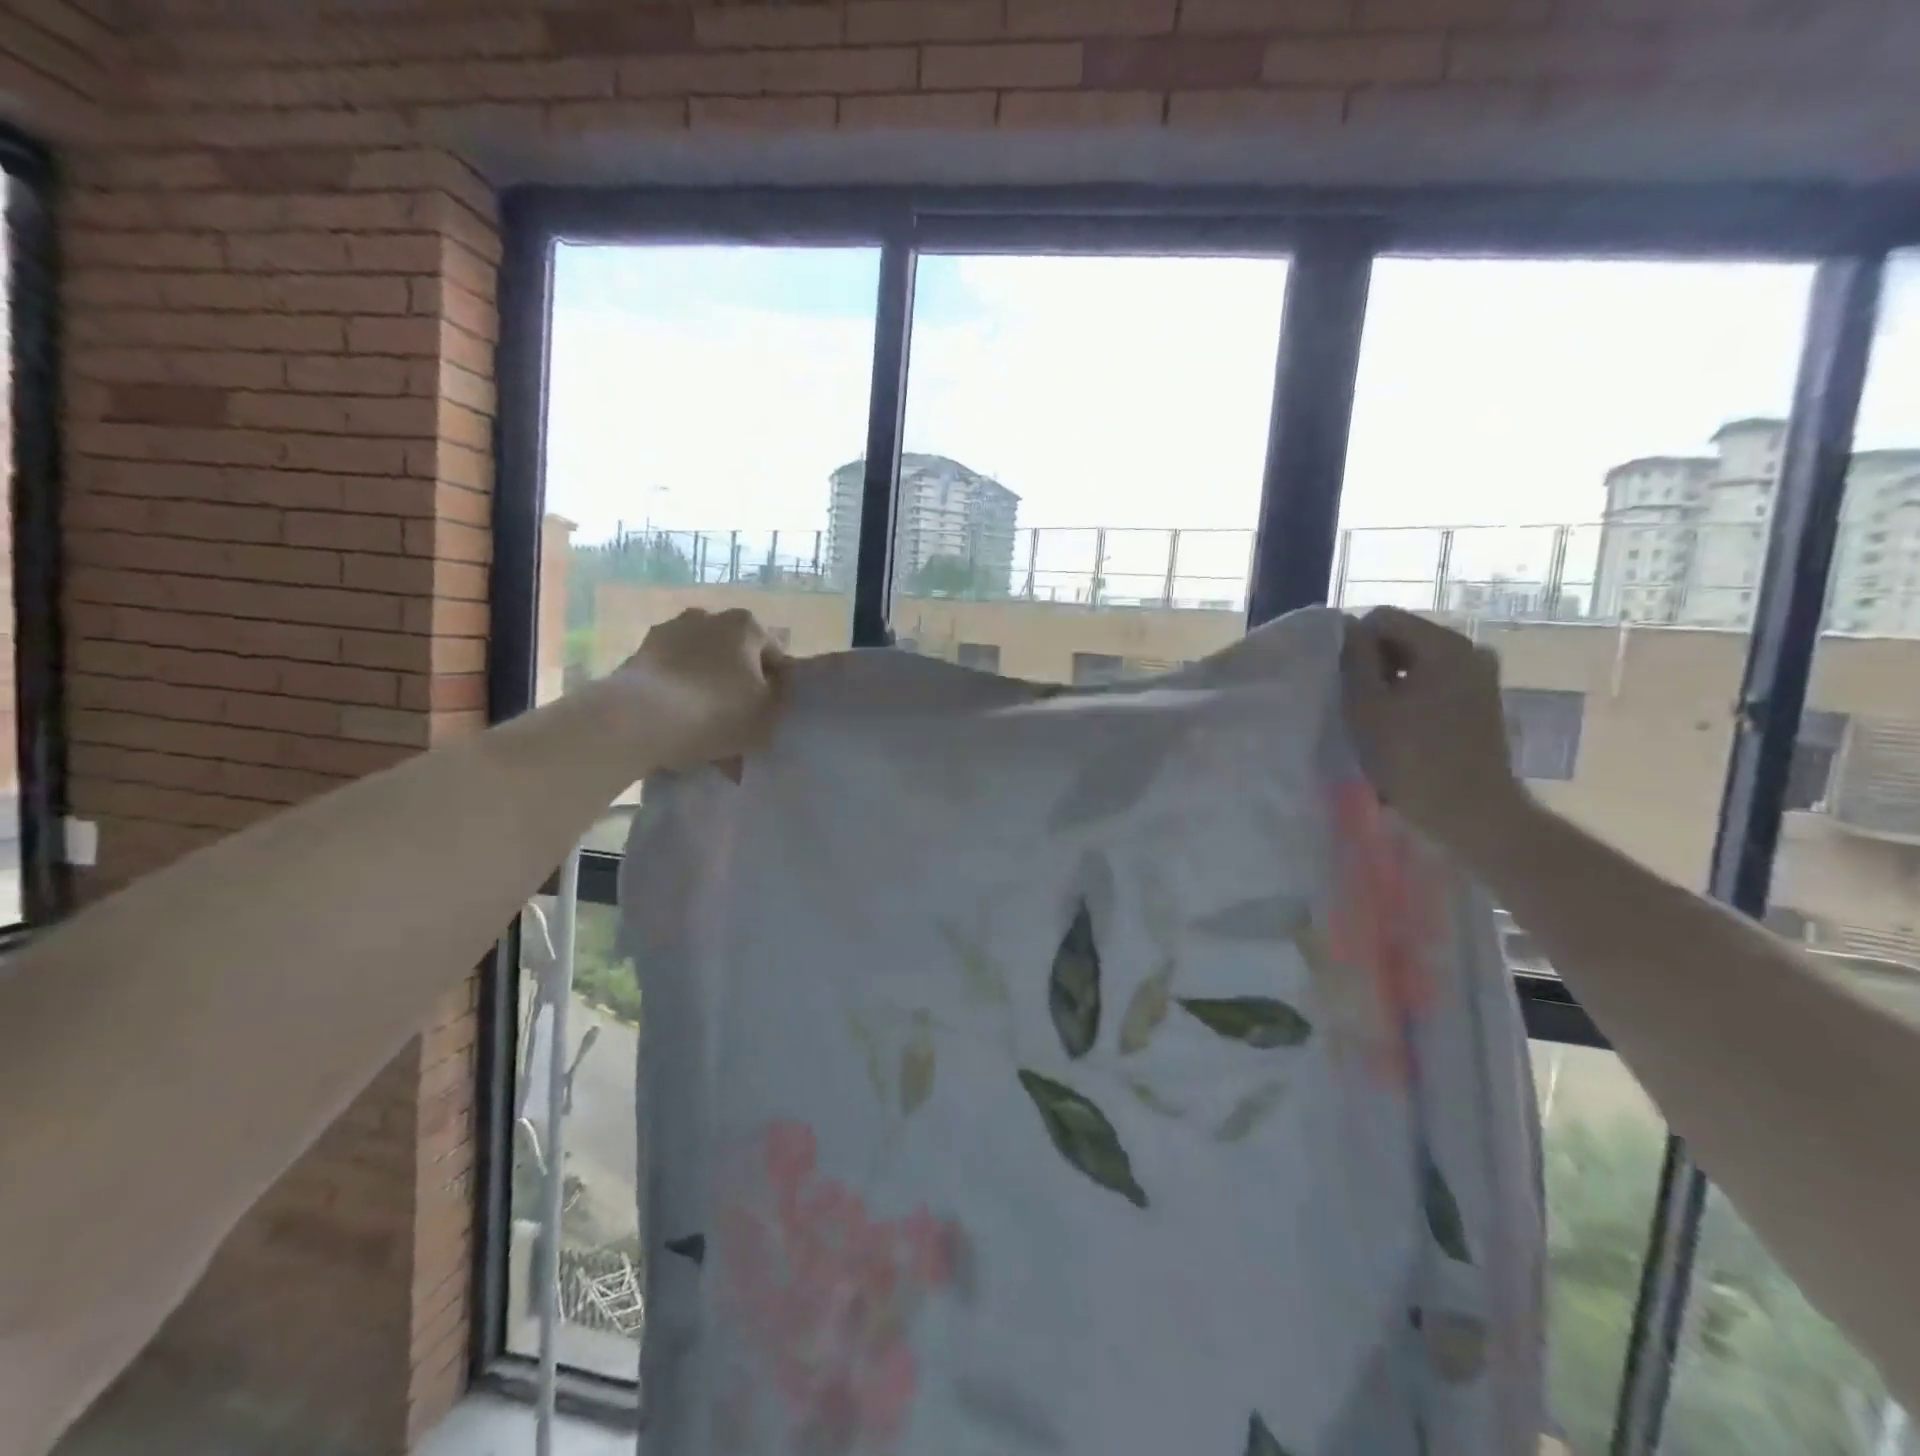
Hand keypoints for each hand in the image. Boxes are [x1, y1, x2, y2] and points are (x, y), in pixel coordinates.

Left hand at [614, 608, 785, 770]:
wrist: (641, 718)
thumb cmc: (718, 712)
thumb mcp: (768, 714)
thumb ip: (780, 696)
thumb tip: (775, 685)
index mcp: (746, 626)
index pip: (773, 654)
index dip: (774, 685)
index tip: (767, 712)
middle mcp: (708, 618)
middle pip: (733, 654)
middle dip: (736, 680)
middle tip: (736, 717)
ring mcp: (669, 632)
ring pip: (699, 662)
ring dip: (704, 684)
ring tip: (702, 724)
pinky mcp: (639, 653)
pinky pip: (670, 673)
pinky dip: (676, 691)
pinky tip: (677, 723)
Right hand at [1340, 606, 1527, 853]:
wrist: (1472, 812)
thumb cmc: (1411, 758)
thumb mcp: (1367, 706)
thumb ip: (1354, 659)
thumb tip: (1346, 627)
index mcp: (1444, 644)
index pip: (1383, 618)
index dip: (1353, 644)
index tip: (1341, 680)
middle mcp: (1470, 649)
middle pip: (1404, 636)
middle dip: (1374, 662)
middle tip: (1355, 700)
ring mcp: (1482, 675)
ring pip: (1418, 661)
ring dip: (1392, 680)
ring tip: (1376, 716)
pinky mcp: (1484, 700)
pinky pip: (1436, 680)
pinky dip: (1413, 694)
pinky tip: (1401, 726)